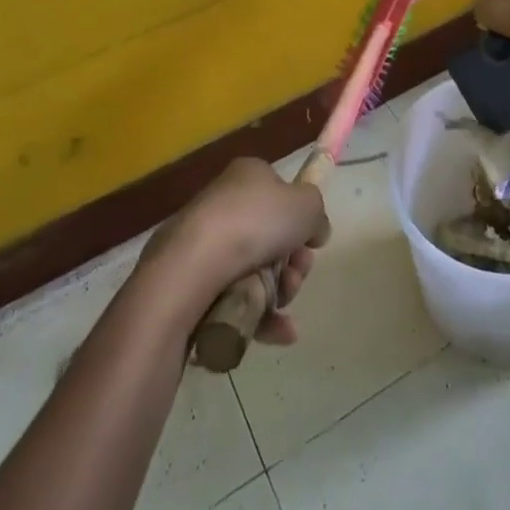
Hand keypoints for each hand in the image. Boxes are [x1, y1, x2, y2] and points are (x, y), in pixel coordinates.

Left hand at [140, 158, 330, 345]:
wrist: (192, 267)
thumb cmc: (254, 224)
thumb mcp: (306, 205)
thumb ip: (318, 214)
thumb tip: (315, 230)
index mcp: (247, 176)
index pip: (280, 193)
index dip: (300, 221)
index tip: (311, 244)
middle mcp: (223, 203)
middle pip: (271, 237)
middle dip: (292, 263)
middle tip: (296, 276)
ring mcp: (204, 244)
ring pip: (254, 271)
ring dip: (279, 291)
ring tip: (282, 304)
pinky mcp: (190, 282)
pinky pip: (233, 298)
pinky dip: (258, 316)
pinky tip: (279, 333)